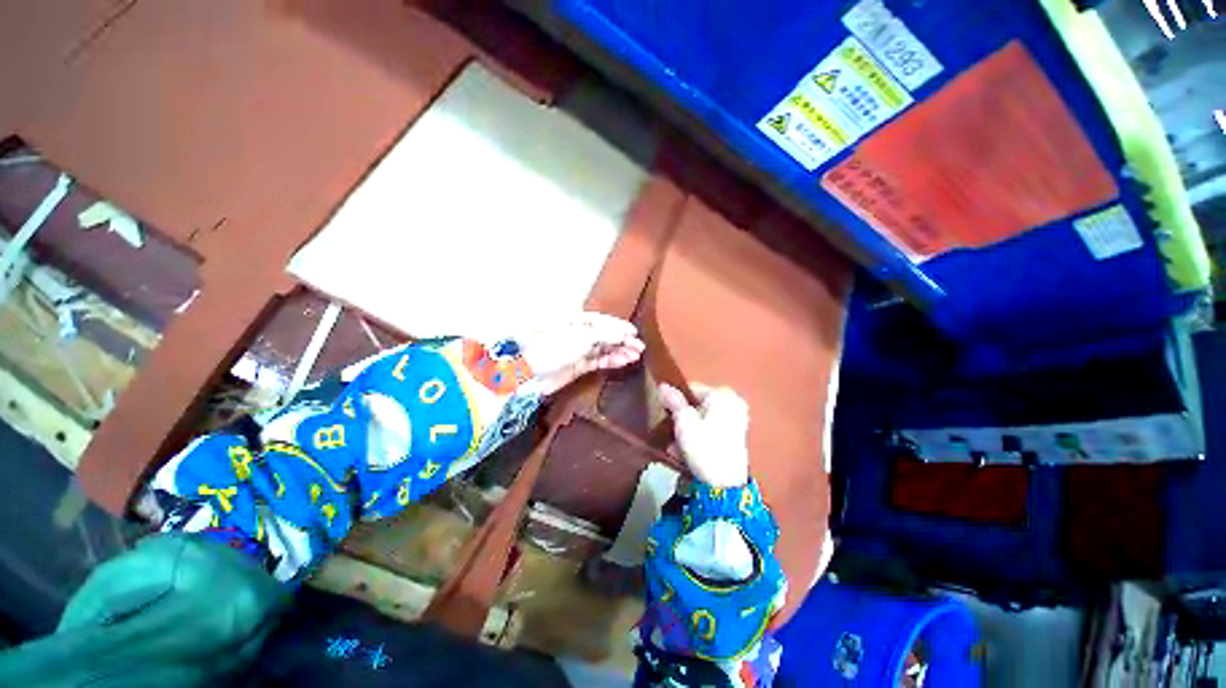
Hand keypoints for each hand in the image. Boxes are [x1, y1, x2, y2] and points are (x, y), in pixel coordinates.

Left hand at [519, 312, 644, 395]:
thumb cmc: (550, 347)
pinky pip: (598, 361)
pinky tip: (623, 361)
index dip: (618, 325)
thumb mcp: (581, 336)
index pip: (601, 320)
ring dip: (620, 351)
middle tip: (640, 346)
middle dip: (622, 340)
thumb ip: (605, 335)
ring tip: (635, 355)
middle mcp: (577, 333)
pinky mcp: (577, 367)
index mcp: (575, 319)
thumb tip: (624, 334)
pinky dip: (611, 361)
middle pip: (604, 335)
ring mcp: (577, 350)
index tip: (634, 332)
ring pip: (603, 349)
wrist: (526, 374)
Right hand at [658, 383, 749, 488]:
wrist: (724, 485)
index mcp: (721, 394)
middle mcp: (732, 403)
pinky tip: (686, 454)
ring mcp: (736, 421)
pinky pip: (709, 432)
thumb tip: (663, 385)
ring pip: (701, 421)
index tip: (664, 414)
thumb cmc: (703, 446)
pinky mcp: (735, 439)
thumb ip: (673, 400)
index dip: (674, 401)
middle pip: (696, 406)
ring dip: (686, 432)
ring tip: (675, 448)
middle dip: (680, 419)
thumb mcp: (683, 421)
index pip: (690, 389)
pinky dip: (697, 440)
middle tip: (669, 433)